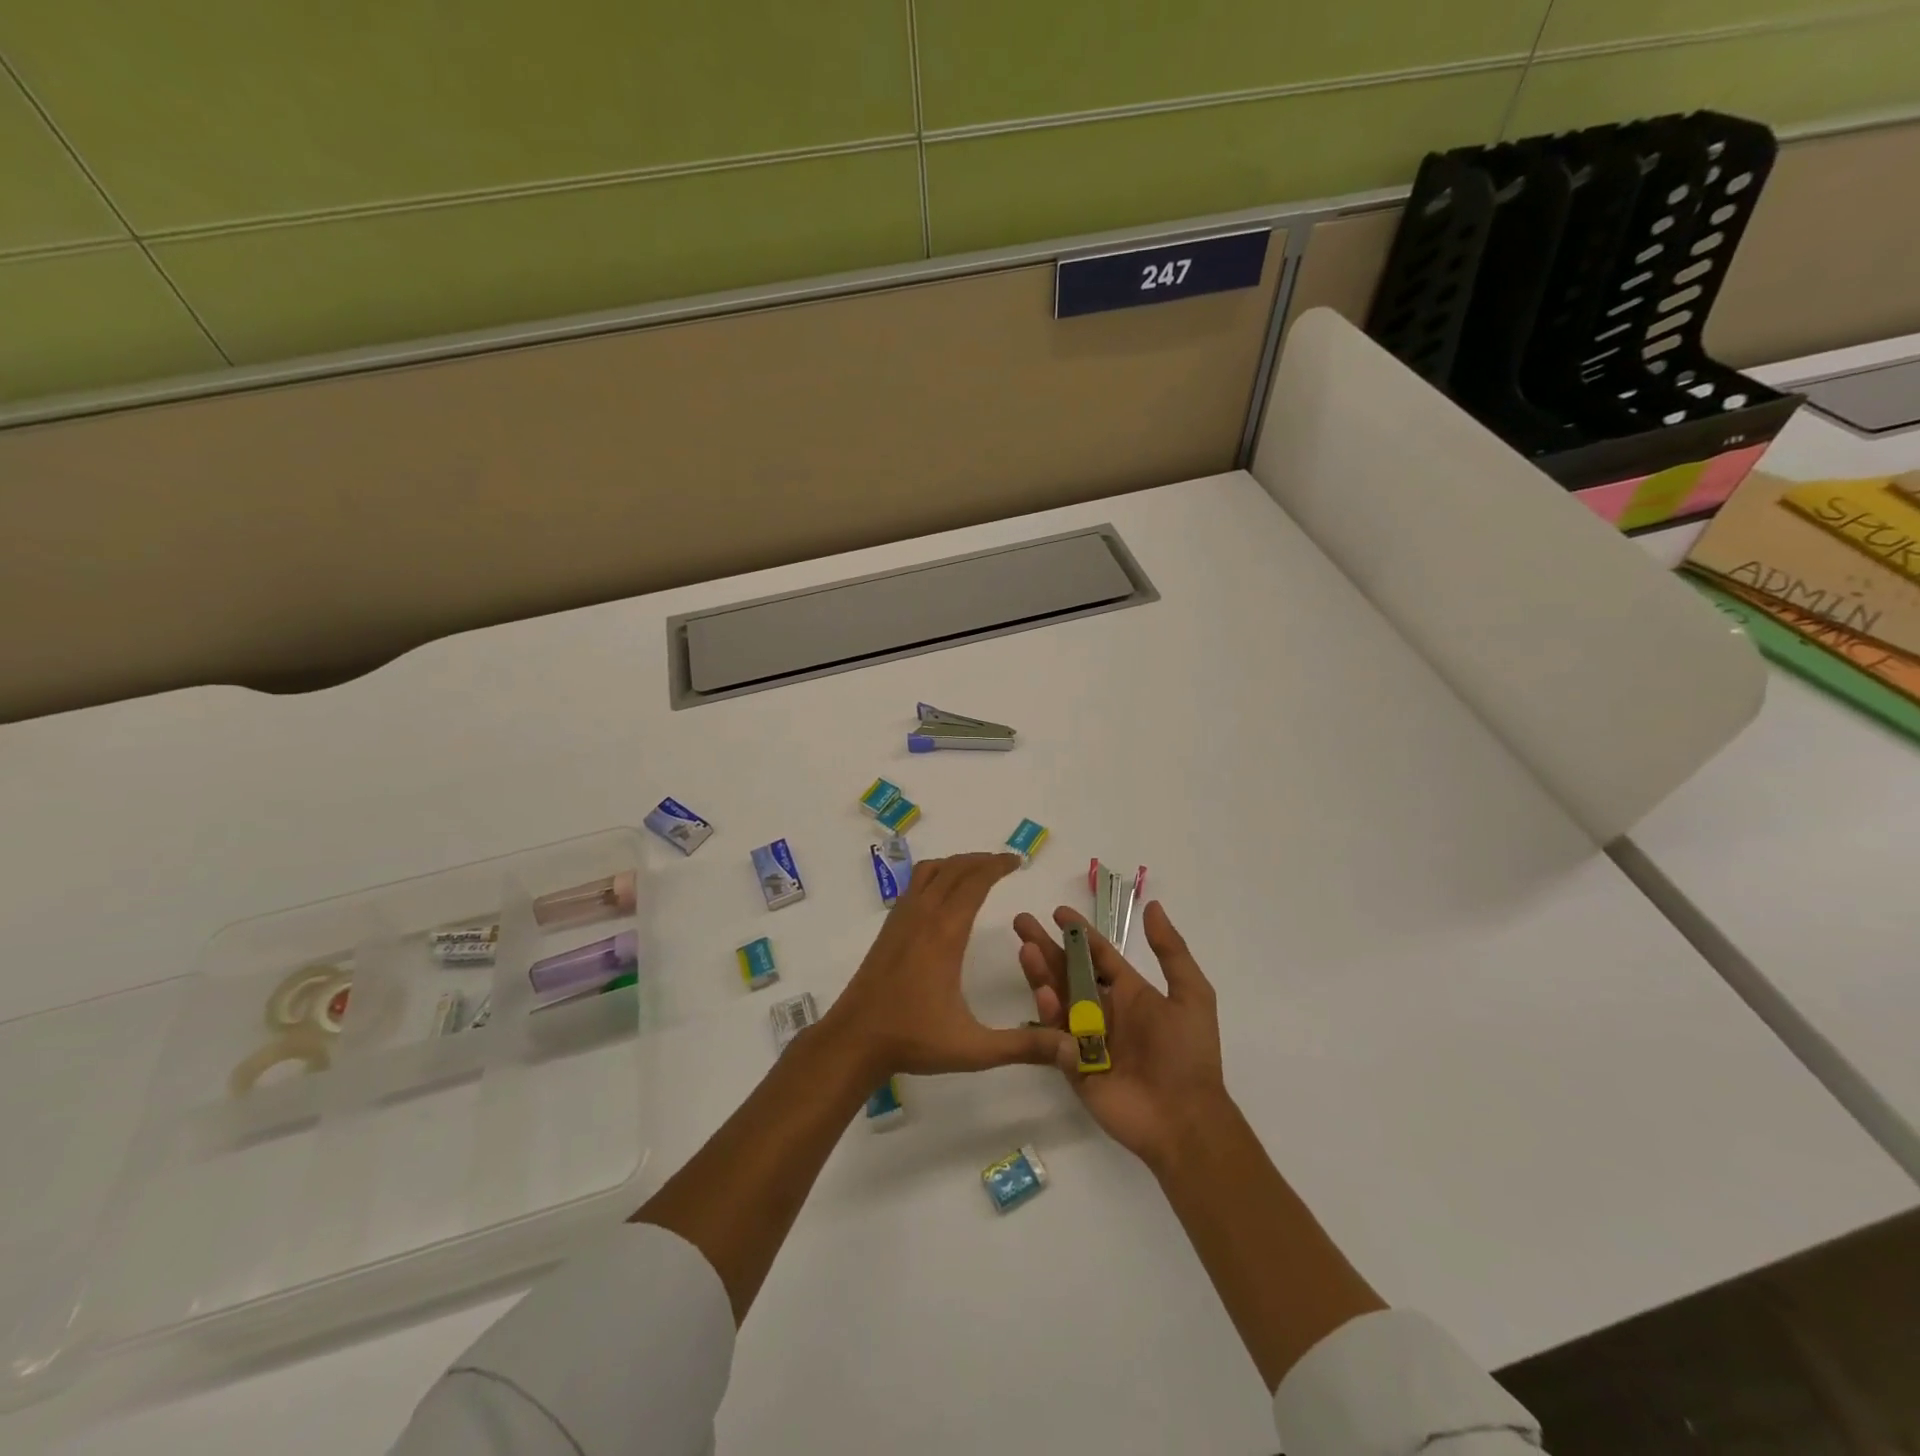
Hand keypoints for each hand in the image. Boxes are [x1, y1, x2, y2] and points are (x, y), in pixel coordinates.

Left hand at [823, 852, 1074, 1081]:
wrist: (854, 1040)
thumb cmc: (913, 1039)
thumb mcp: (973, 1048)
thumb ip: (1023, 1046)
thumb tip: (1070, 1046)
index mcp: (945, 933)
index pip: (974, 882)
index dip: (997, 866)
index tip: (1017, 861)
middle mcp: (922, 916)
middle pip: (953, 869)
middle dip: (981, 860)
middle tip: (1005, 863)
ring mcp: (901, 919)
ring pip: (930, 872)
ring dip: (956, 864)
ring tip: (977, 871)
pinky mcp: (888, 929)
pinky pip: (914, 885)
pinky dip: (935, 875)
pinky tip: (942, 895)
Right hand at [1014, 901, 1227, 1169]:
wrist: (1184, 1118)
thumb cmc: (1189, 1054)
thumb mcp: (1191, 995)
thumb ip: (1171, 951)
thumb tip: (1151, 906)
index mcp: (1129, 993)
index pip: (1098, 955)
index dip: (1079, 932)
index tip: (1057, 911)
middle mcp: (1103, 1010)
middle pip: (1067, 971)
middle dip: (1045, 946)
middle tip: (1021, 922)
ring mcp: (1085, 1039)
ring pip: (1056, 999)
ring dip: (1041, 973)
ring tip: (1026, 951)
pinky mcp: (1072, 1066)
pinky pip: (1054, 1036)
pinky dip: (1047, 1014)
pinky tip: (1044, 995)